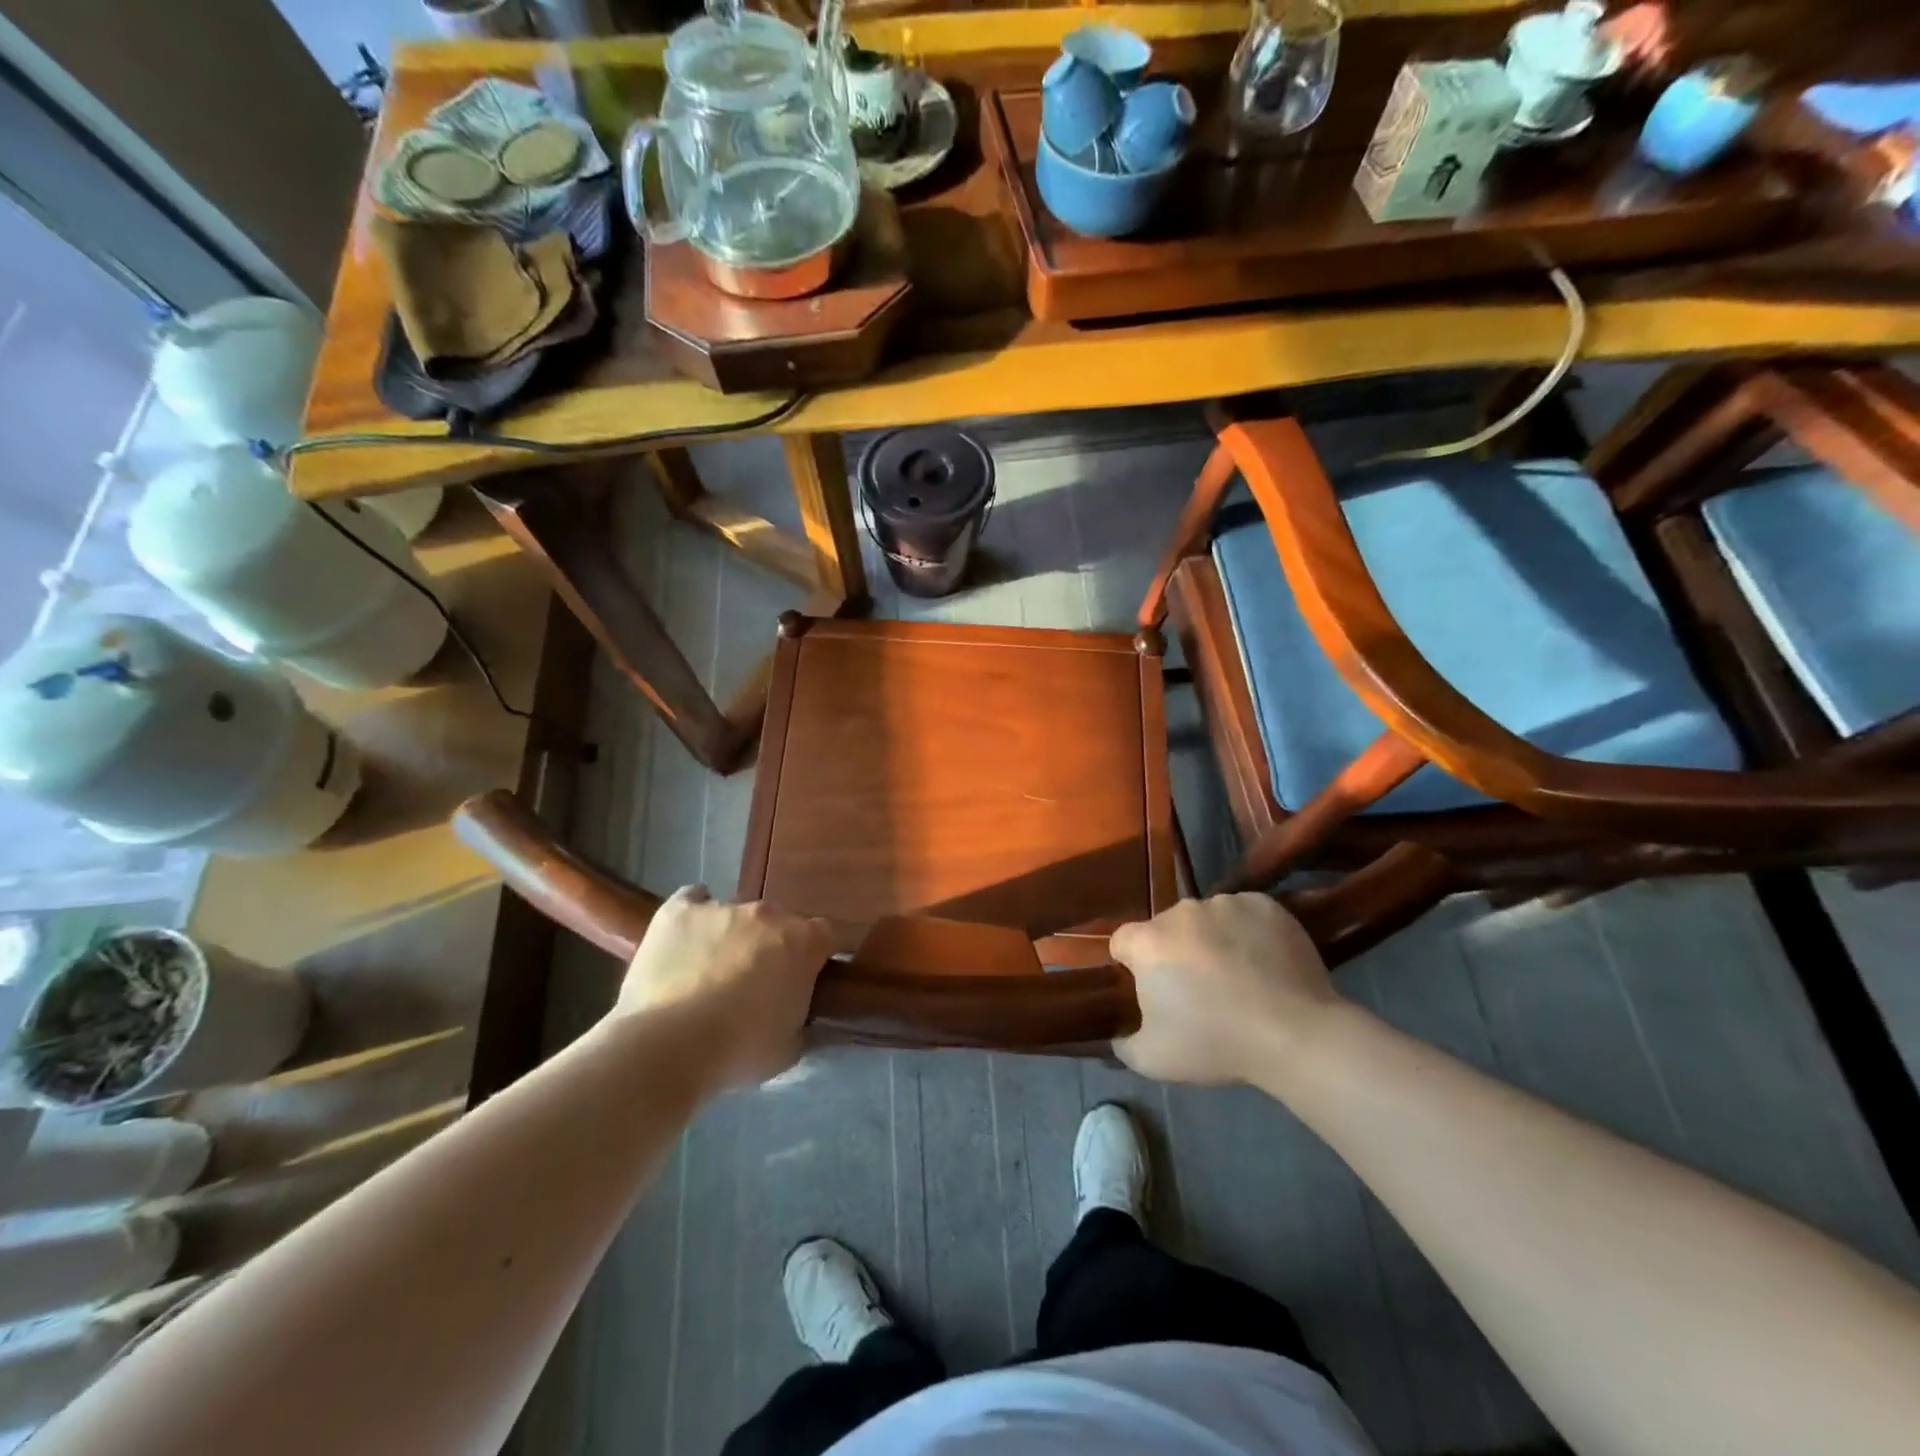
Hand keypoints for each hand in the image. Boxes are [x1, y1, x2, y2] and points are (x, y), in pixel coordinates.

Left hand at [614, 887, 830, 1089]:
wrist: (667, 1046)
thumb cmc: (739, 1051)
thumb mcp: (789, 1047)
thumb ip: (801, 1019)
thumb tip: (798, 1012)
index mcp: (803, 942)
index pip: (829, 934)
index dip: (820, 955)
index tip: (811, 977)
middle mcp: (767, 914)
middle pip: (779, 924)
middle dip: (773, 948)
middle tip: (757, 985)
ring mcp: (722, 907)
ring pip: (736, 916)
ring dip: (733, 938)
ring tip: (710, 974)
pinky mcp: (678, 911)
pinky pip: (693, 901)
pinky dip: (694, 917)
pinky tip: (686, 941)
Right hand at [1109, 893, 1340, 1085]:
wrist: (1294, 1035)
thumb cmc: (1216, 1044)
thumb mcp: (1153, 1060)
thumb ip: (1123, 1043)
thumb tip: (1118, 1035)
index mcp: (1148, 941)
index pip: (1123, 942)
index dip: (1133, 966)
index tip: (1154, 991)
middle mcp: (1181, 911)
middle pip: (1166, 929)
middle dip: (1175, 953)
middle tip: (1200, 990)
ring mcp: (1225, 903)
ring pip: (1207, 919)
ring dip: (1212, 940)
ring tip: (1238, 977)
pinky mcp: (1264, 904)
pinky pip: (1244, 914)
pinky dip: (1248, 932)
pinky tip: (1263, 962)